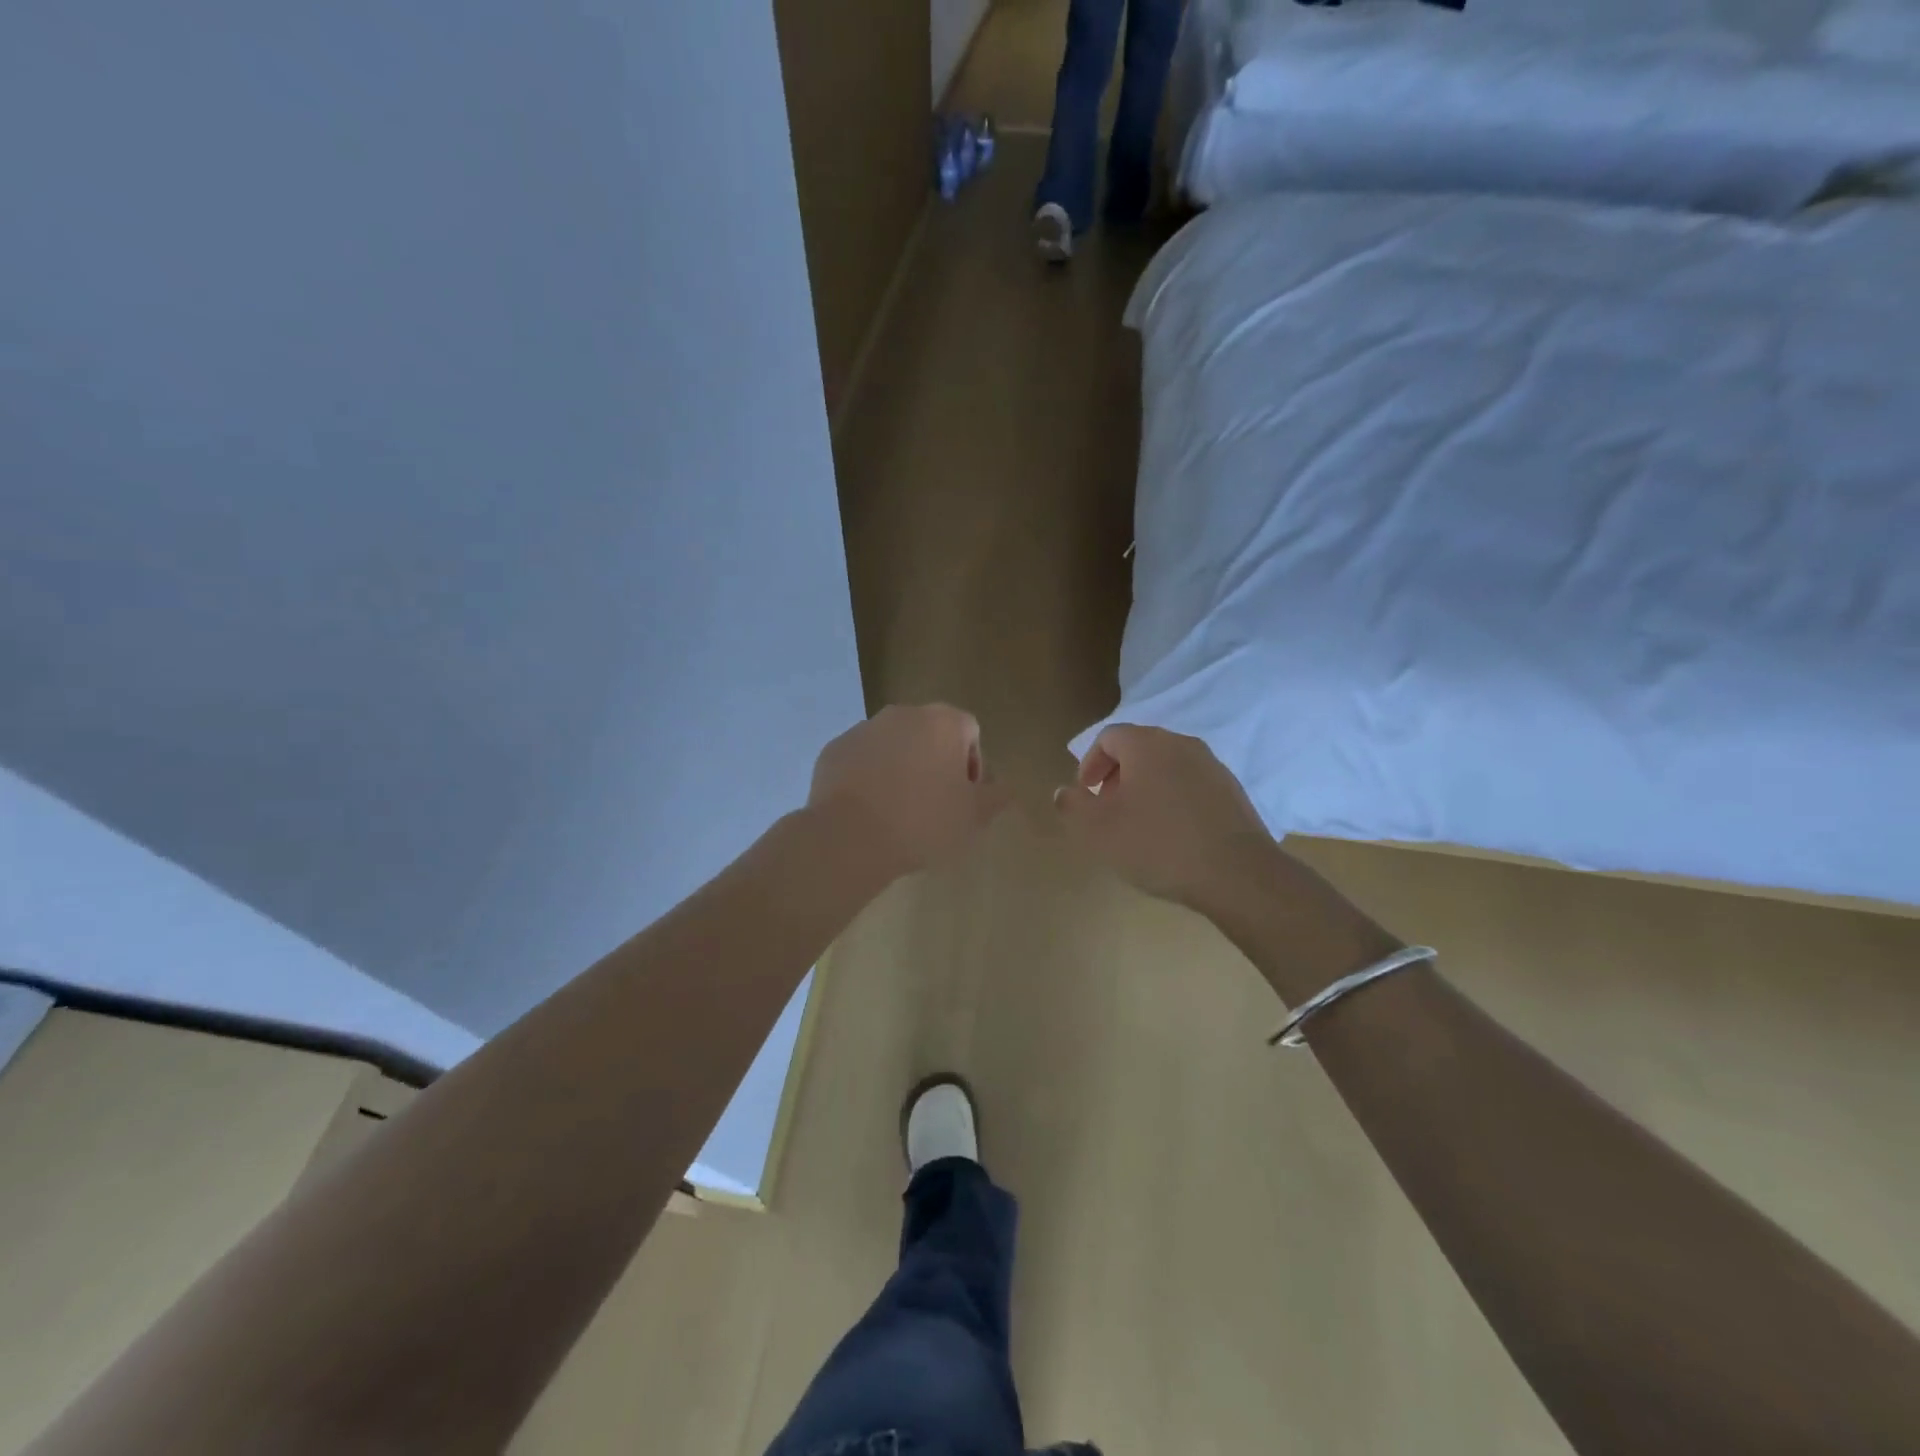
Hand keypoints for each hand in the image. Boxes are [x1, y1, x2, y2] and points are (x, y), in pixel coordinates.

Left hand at [808, 704, 1007, 880]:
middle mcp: (902, 714)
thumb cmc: (922, 822)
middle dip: (936, 763)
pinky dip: (869, 777)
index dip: (973, 766)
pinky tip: (869, 810)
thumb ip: (997, 795)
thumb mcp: (974, 817)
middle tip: (934, 806)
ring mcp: (864, 729)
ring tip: (898, 811)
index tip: (964, 799)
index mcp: (942, 722)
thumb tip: (1001, 786)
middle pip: (931, 734)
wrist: (849, 838)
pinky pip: (862, 759)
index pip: (970, 733)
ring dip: (902, 768)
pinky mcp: (834, 749)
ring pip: (894, 746)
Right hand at [1053, 723, 1274, 913]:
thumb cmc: (1157, 845)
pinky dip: (1174, 799)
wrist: (1236, 874)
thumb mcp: (1099, 830)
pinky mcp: (1232, 791)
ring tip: (1139, 825)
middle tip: (1108, 810)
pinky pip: (1191, 785)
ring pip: (1167, 766)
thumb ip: (1074, 806)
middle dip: (1117, 775)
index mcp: (1147, 744)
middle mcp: (1181, 744)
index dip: (1090, 763)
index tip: (1087, 795)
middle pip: (1139, 748)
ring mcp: (1212, 766)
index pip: (1109, 737)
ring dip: (1146, 787)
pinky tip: (1173, 835)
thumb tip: (1064, 791)